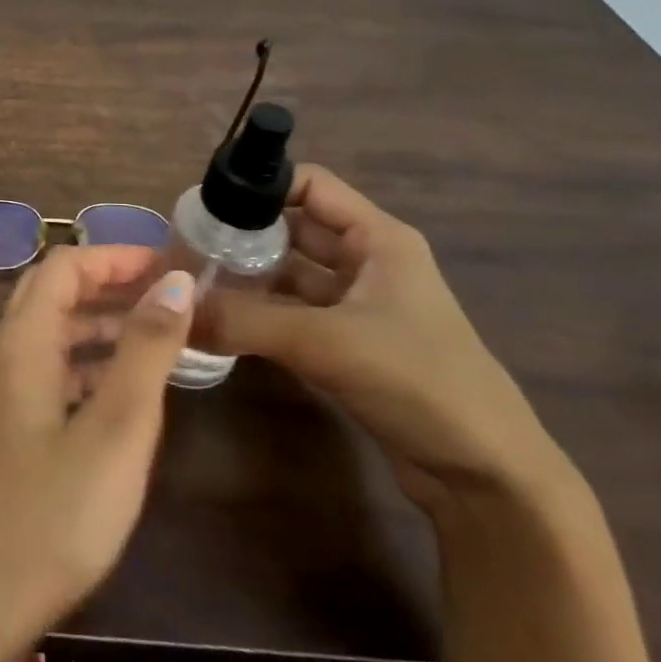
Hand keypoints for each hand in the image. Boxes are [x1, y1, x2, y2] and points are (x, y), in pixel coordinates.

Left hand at [0, 246, 195, 639]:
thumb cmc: (59, 510)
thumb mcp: (119, 425)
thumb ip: (147, 347)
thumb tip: (175, 281)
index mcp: (22, 341)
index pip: (64, 267)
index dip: (115, 256)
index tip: (169, 265)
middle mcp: (6, 354)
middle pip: (54, 293)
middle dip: (109, 283)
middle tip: (167, 293)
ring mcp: (4, 391)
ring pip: (54, 332)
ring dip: (102, 322)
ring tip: (162, 333)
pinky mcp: (12, 424)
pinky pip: (53, 369)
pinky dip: (91, 361)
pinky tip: (128, 386)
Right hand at [201, 165, 566, 512]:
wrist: (486, 477)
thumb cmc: (419, 382)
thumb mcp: (326, 342)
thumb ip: (245, 320)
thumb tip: (174, 308)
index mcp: (378, 239)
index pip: (309, 184)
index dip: (260, 184)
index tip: (206, 203)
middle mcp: (367, 262)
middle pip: (293, 229)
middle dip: (243, 233)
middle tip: (186, 246)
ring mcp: (358, 306)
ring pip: (289, 274)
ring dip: (247, 277)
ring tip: (193, 282)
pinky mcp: (348, 345)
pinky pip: (292, 314)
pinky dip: (258, 313)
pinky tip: (219, 321)